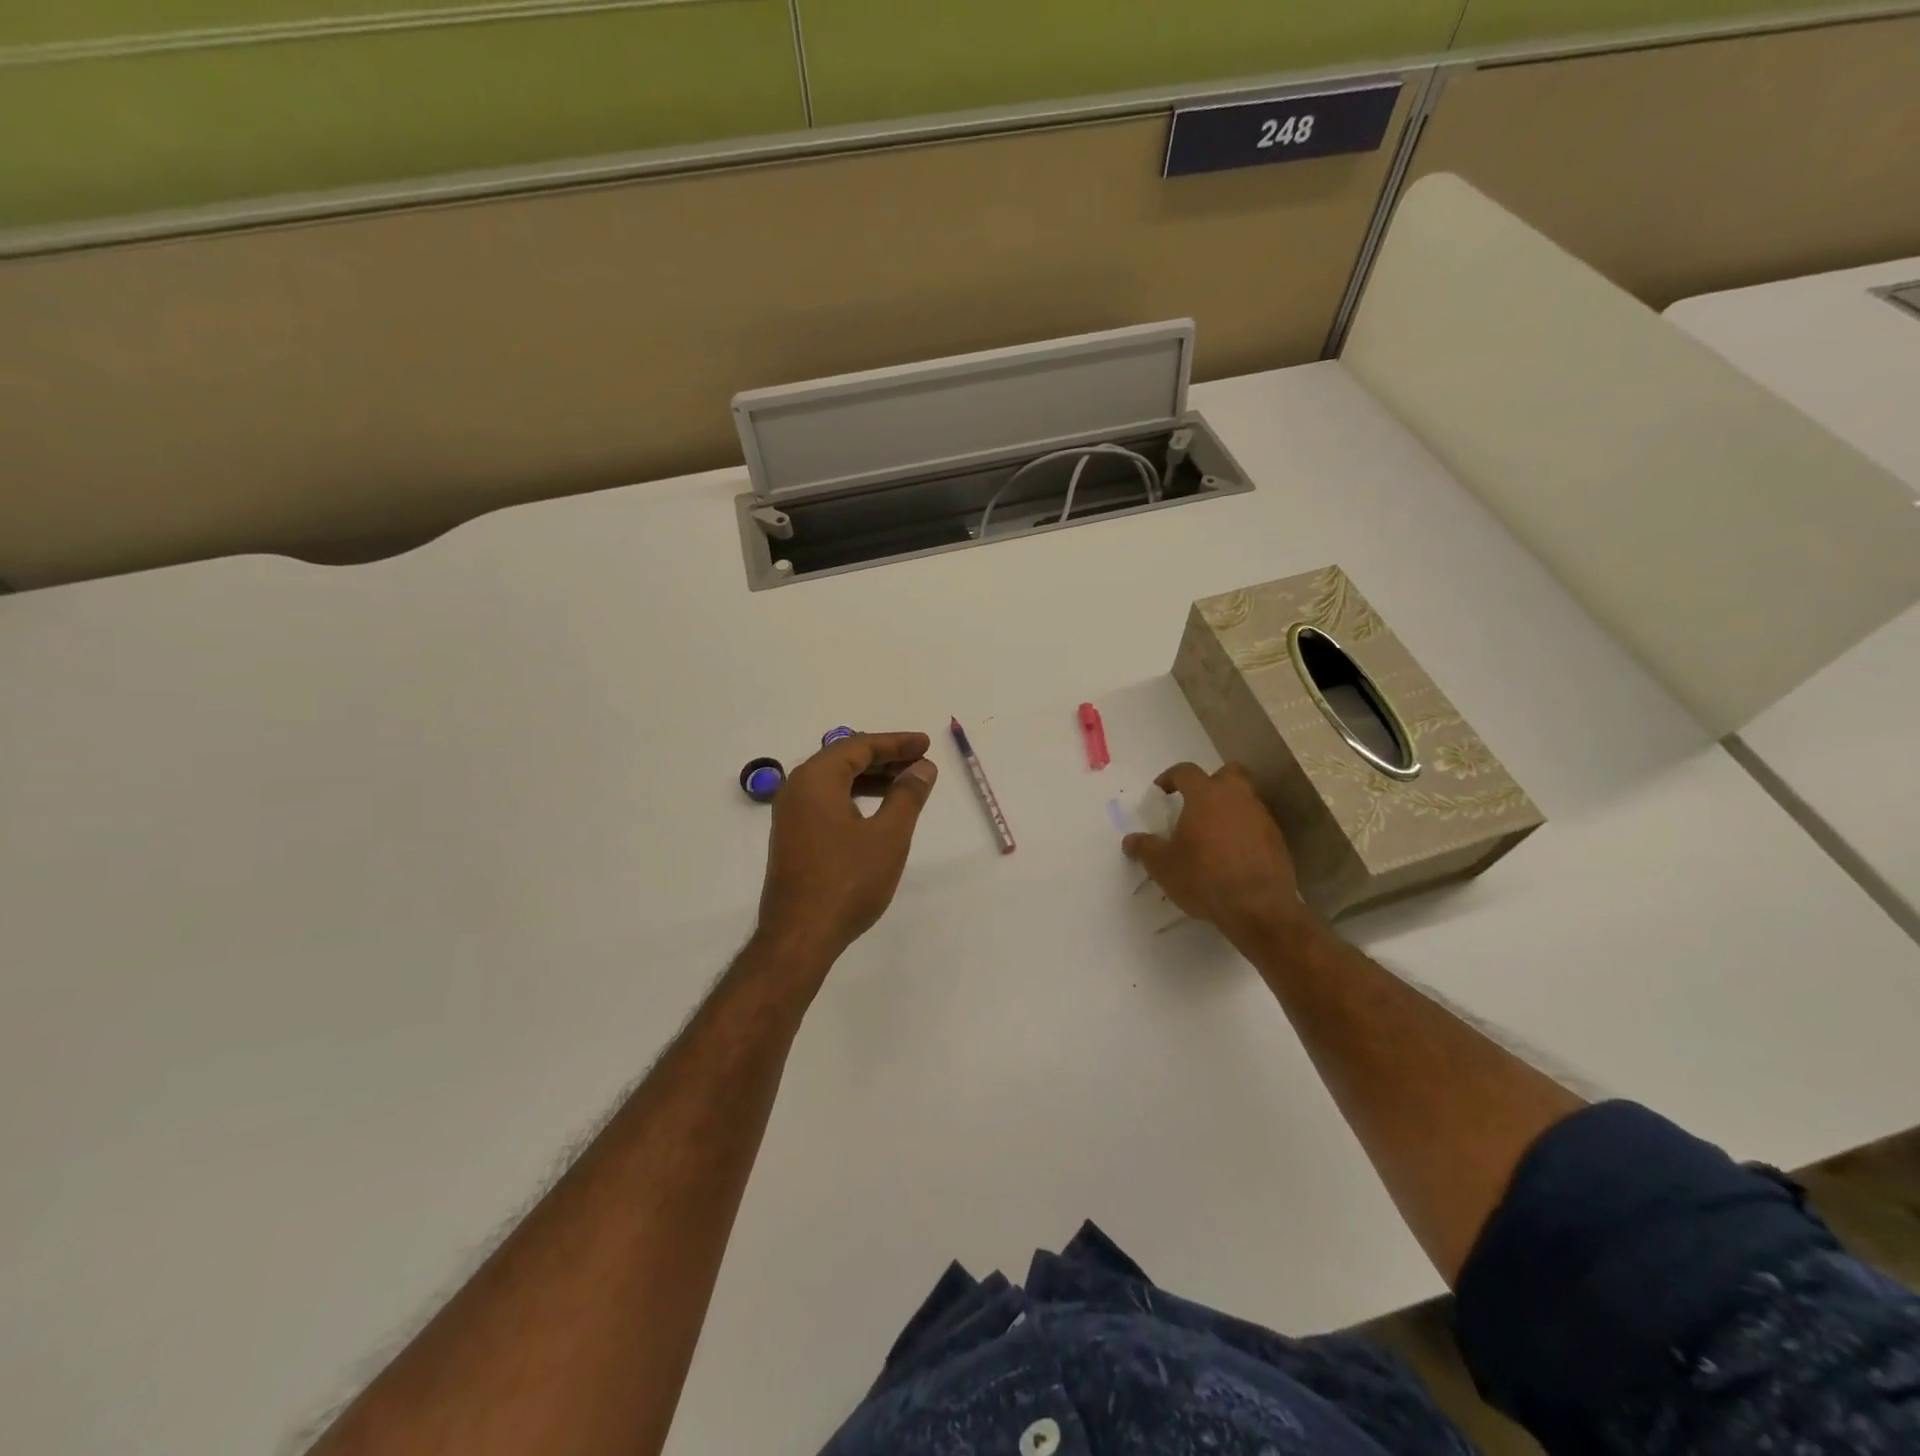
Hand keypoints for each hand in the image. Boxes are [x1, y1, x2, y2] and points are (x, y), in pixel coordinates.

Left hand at [756, 731, 938, 966]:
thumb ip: (907, 795)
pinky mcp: (794, 837)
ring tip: (906, 785)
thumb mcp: (888, 836)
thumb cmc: (848, 881)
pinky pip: (827, 802)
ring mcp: (791, 815)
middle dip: (885, 758)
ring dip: (871, 779)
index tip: (926, 744)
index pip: (859, 746)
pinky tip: (878, 812)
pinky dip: (855, 798)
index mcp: (816, 779)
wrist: (800, 936)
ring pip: (836, 782)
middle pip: (845, 759)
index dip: (896, 743)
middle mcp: (797, 788)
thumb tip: (922, 767)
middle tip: (920, 763)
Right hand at [1123, 762, 1311, 945]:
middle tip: (1196, 804)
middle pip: (1228, 773)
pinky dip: (1244, 831)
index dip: (1170, 777)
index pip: (1186, 771)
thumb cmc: (1203, 877)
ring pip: (1245, 799)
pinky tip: (1233, 855)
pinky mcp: (1277, 840)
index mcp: (1205, 795)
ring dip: (1229, 809)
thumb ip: (1144, 848)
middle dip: (1212, 782)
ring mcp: (1261, 817)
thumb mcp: (1162, 866)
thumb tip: (1130, 840)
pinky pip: (1257, 824)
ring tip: (1212, 835)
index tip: (1161, 792)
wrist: (1258, 908)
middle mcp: (1237, 798)